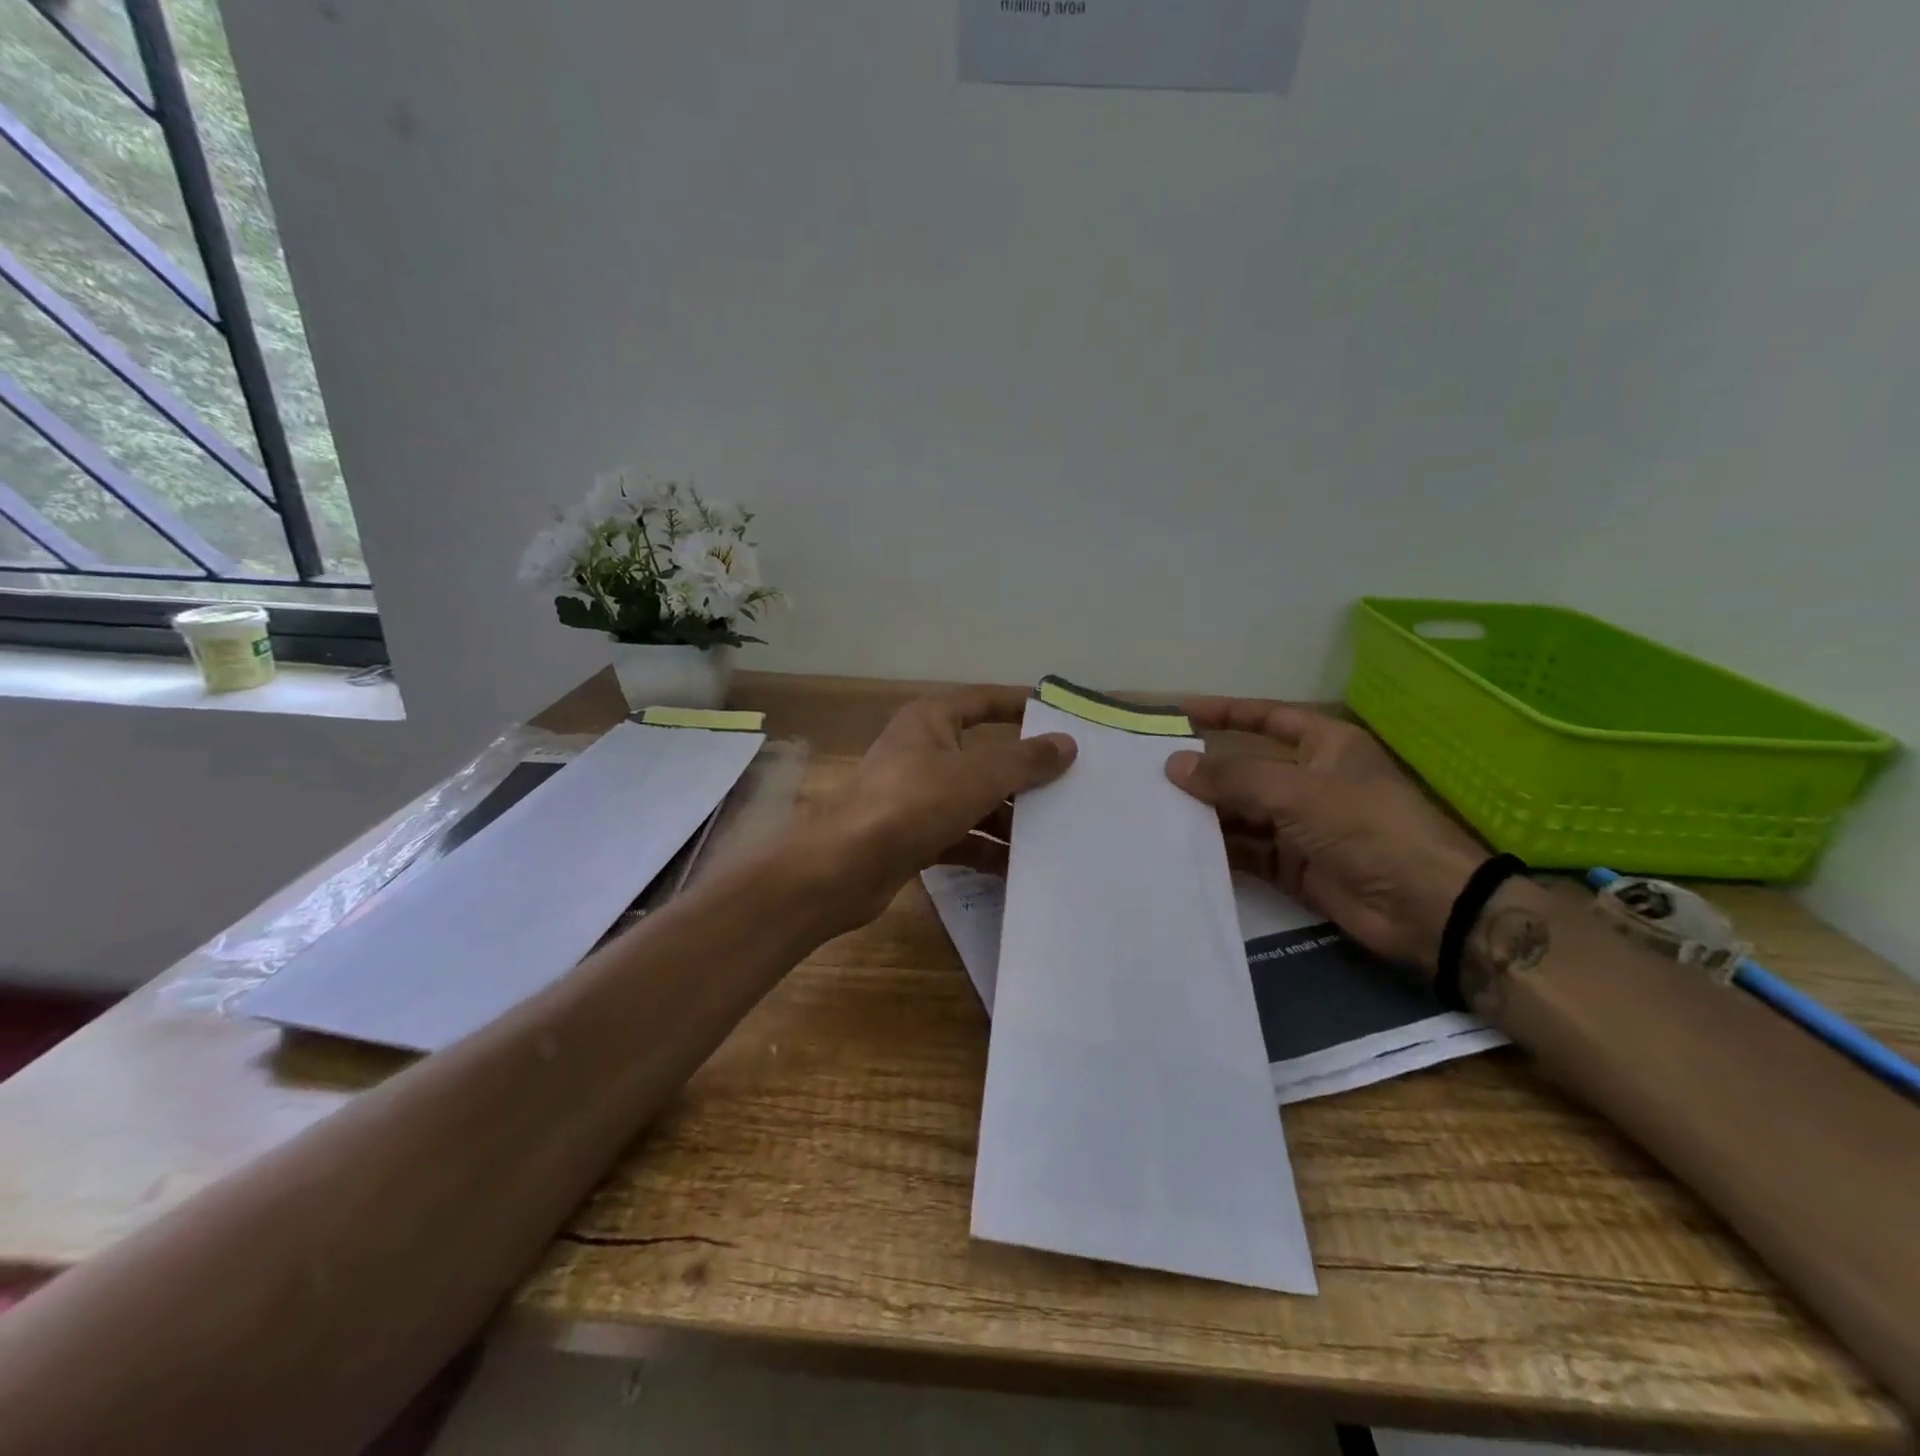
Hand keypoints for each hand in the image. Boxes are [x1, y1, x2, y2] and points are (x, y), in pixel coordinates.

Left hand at [803, 687, 1075, 929]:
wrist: (844, 867)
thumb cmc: (912, 803)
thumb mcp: (977, 776)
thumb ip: (1025, 760)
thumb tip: (1067, 743)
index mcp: (931, 721)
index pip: (984, 700)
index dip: (1021, 704)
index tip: (1062, 716)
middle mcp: (923, 752)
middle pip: (985, 756)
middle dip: (1025, 773)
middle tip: (1073, 785)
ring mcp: (917, 796)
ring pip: (975, 800)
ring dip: (1010, 817)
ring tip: (1057, 833)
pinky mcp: (915, 836)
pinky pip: (962, 837)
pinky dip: (987, 850)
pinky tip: (1020, 869)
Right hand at [1166, 700, 1484, 972]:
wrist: (1423, 906)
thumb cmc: (1366, 827)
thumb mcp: (1297, 792)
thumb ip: (1233, 777)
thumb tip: (1174, 764)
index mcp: (1324, 746)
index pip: (1266, 718)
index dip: (1225, 712)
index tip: (1179, 711)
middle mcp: (1310, 780)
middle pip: (1247, 767)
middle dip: (1205, 769)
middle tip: (1151, 770)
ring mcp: (1301, 825)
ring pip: (1242, 811)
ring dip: (1206, 811)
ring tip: (1156, 809)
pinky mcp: (1293, 865)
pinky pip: (1247, 851)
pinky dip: (1219, 849)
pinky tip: (1182, 845)